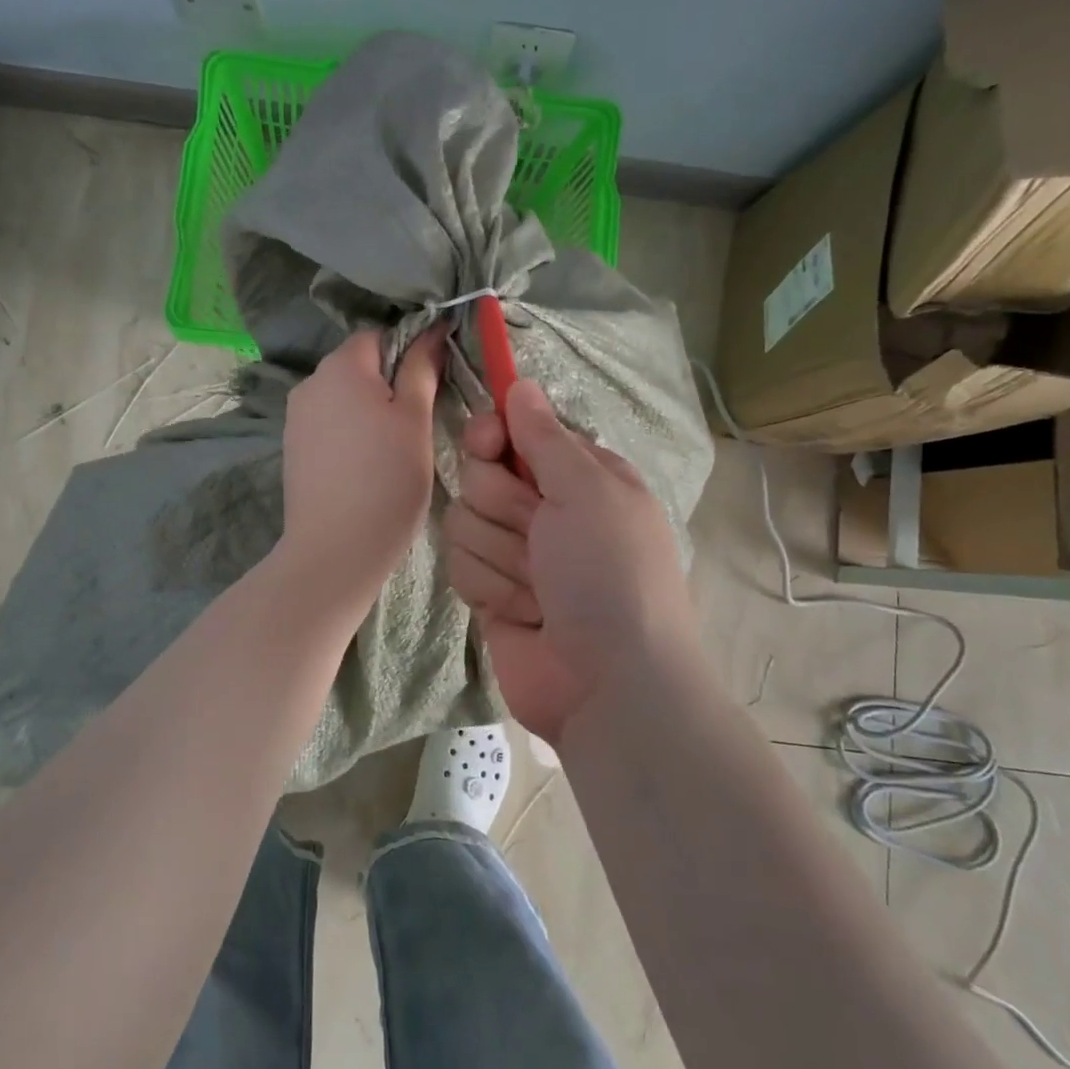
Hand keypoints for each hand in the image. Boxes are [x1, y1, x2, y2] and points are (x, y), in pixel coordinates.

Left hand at [279, 326, 445, 611]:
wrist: (335, 549)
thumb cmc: (386, 479)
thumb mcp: (415, 419)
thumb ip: (422, 369)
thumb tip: (432, 329)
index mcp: (341, 366)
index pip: (380, 336)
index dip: (410, 351)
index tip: (434, 384)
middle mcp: (310, 382)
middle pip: (359, 365)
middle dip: (389, 383)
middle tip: (419, 421)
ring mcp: (296, 417)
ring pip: (344, 397)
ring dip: (369, 410)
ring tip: (393, 448)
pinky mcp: (292, 448)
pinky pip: (329, 424)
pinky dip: (350, 433)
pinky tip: (366, 465)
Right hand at [445, 380, 696, 742]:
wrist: (608, 685)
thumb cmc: (610, 575)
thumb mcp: (589, 492)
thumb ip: (546, 437)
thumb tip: (520, 384)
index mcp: (577, 475)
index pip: (511, 430)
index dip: (492, 435)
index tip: (487, 444)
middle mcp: (544, 507)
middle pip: (479, 475)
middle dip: (504, 509)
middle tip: (539, 535)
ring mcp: (514, 551)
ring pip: (463, 522)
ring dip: (500, 557)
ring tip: (539, 589)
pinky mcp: (490, 590)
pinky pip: (460, 565)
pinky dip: (489, 589)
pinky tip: (521, 613)